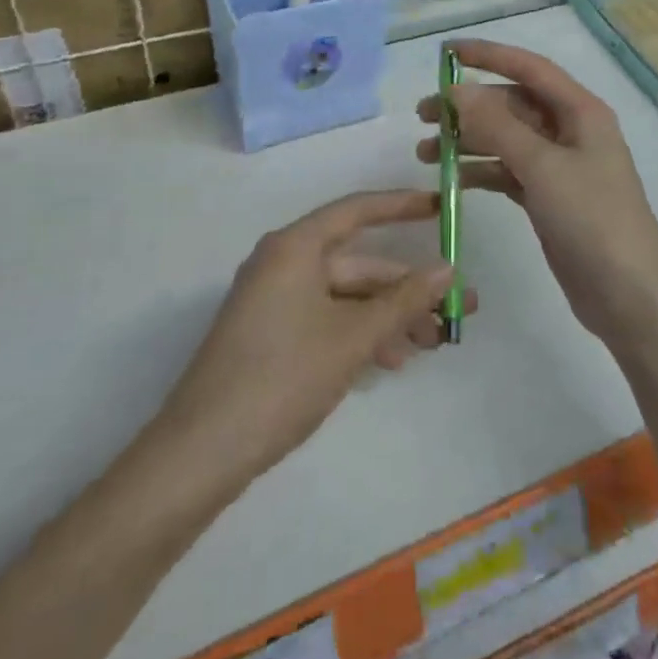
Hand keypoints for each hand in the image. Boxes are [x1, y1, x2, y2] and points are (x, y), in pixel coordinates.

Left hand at [154, 190, 473, 484]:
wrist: (202, 452)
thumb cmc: (283, 377)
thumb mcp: (353, 337)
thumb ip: (404, 300)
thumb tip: (448, 269)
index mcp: (295, 247)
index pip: (357, 210)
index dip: (402, 206)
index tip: (441, 209)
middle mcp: (283, 263)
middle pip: (357, 264)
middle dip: (406, 288)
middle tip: (455, 308)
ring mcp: (274, 300)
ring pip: (346, 296)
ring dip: (389, 317)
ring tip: (432, 344)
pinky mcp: (271, 333)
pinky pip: (327, 318)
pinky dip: (360, 333)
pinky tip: (391, 361)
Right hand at [417, 40, 657, 350]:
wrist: (629, 295)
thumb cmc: (592, 220)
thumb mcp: (543, 167)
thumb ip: (498, 126)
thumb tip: (458, 90)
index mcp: (581, 112)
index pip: (530, 68)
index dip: (489, 55)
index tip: (446, 53)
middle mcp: (571, 131)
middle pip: (513, 104)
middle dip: (469, 106)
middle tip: (423, 116)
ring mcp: (560, 166)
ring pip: (506, 139)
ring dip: (469, 140)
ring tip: (426, 152)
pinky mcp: (549, 197)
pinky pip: (508, 171)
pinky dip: (481, 170)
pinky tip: (452, 179)